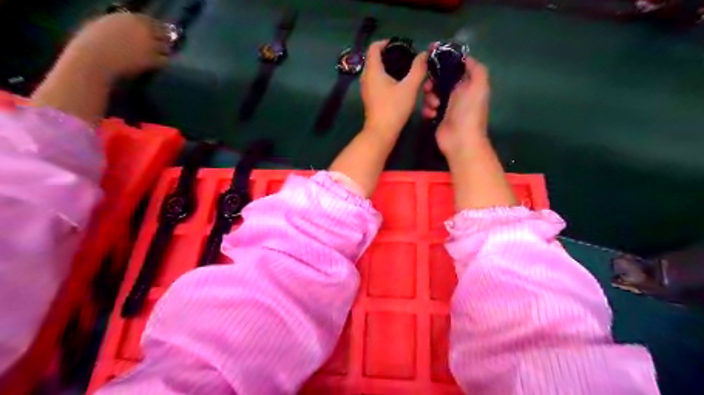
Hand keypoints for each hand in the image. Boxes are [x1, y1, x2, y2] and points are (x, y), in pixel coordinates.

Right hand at [61, 13, 170, 79]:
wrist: (95, 57)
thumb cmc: (92, 41)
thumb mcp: (106, 25)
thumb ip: (122, 25)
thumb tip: (130, 29)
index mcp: (130, 17)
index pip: (151, 21)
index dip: (156, 29)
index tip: (156, 34)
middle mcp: (143, 29)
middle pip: (163, 34)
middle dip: (163, 40)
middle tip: (161, 46)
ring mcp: (150, 44)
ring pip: (166, 48)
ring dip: (163, 52)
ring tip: (159, 56)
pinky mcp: (153, 59)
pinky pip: (165, 61)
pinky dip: (162, 63)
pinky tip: (157, 65)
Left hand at [362, 40, 428, 136]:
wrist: (381, 134)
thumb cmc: (393, 108)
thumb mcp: (409, 87)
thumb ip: (418, 69)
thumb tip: (424, 54)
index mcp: (373, 70)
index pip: (375, 47)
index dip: (388, 42)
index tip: (403, 46)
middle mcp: (368, 78)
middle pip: (384, 62)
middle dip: (404, 64)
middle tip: (417, 67)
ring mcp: (370, 90)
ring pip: (389, 77)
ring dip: (406, 80)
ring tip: (423, 88)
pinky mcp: (375, 100)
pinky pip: (387, 87)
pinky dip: (400, 89)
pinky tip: (415, 96)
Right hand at [423, 57, 490, 158]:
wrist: (460, 140)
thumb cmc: (469, 111)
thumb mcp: (479, 85)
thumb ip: (475, 68)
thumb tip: (465, 57)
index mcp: (467, 83)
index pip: (453, 66)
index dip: (442, 59)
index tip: (430, 53)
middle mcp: (456, 92)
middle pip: (438, 78)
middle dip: (431, 81)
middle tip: (429, 87)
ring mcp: (445, 105)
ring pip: (430, 92)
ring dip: (429, 97)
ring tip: (434, 106)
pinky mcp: (436, 116)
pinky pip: (426, 107)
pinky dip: (427, 109)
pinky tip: (431, 115)